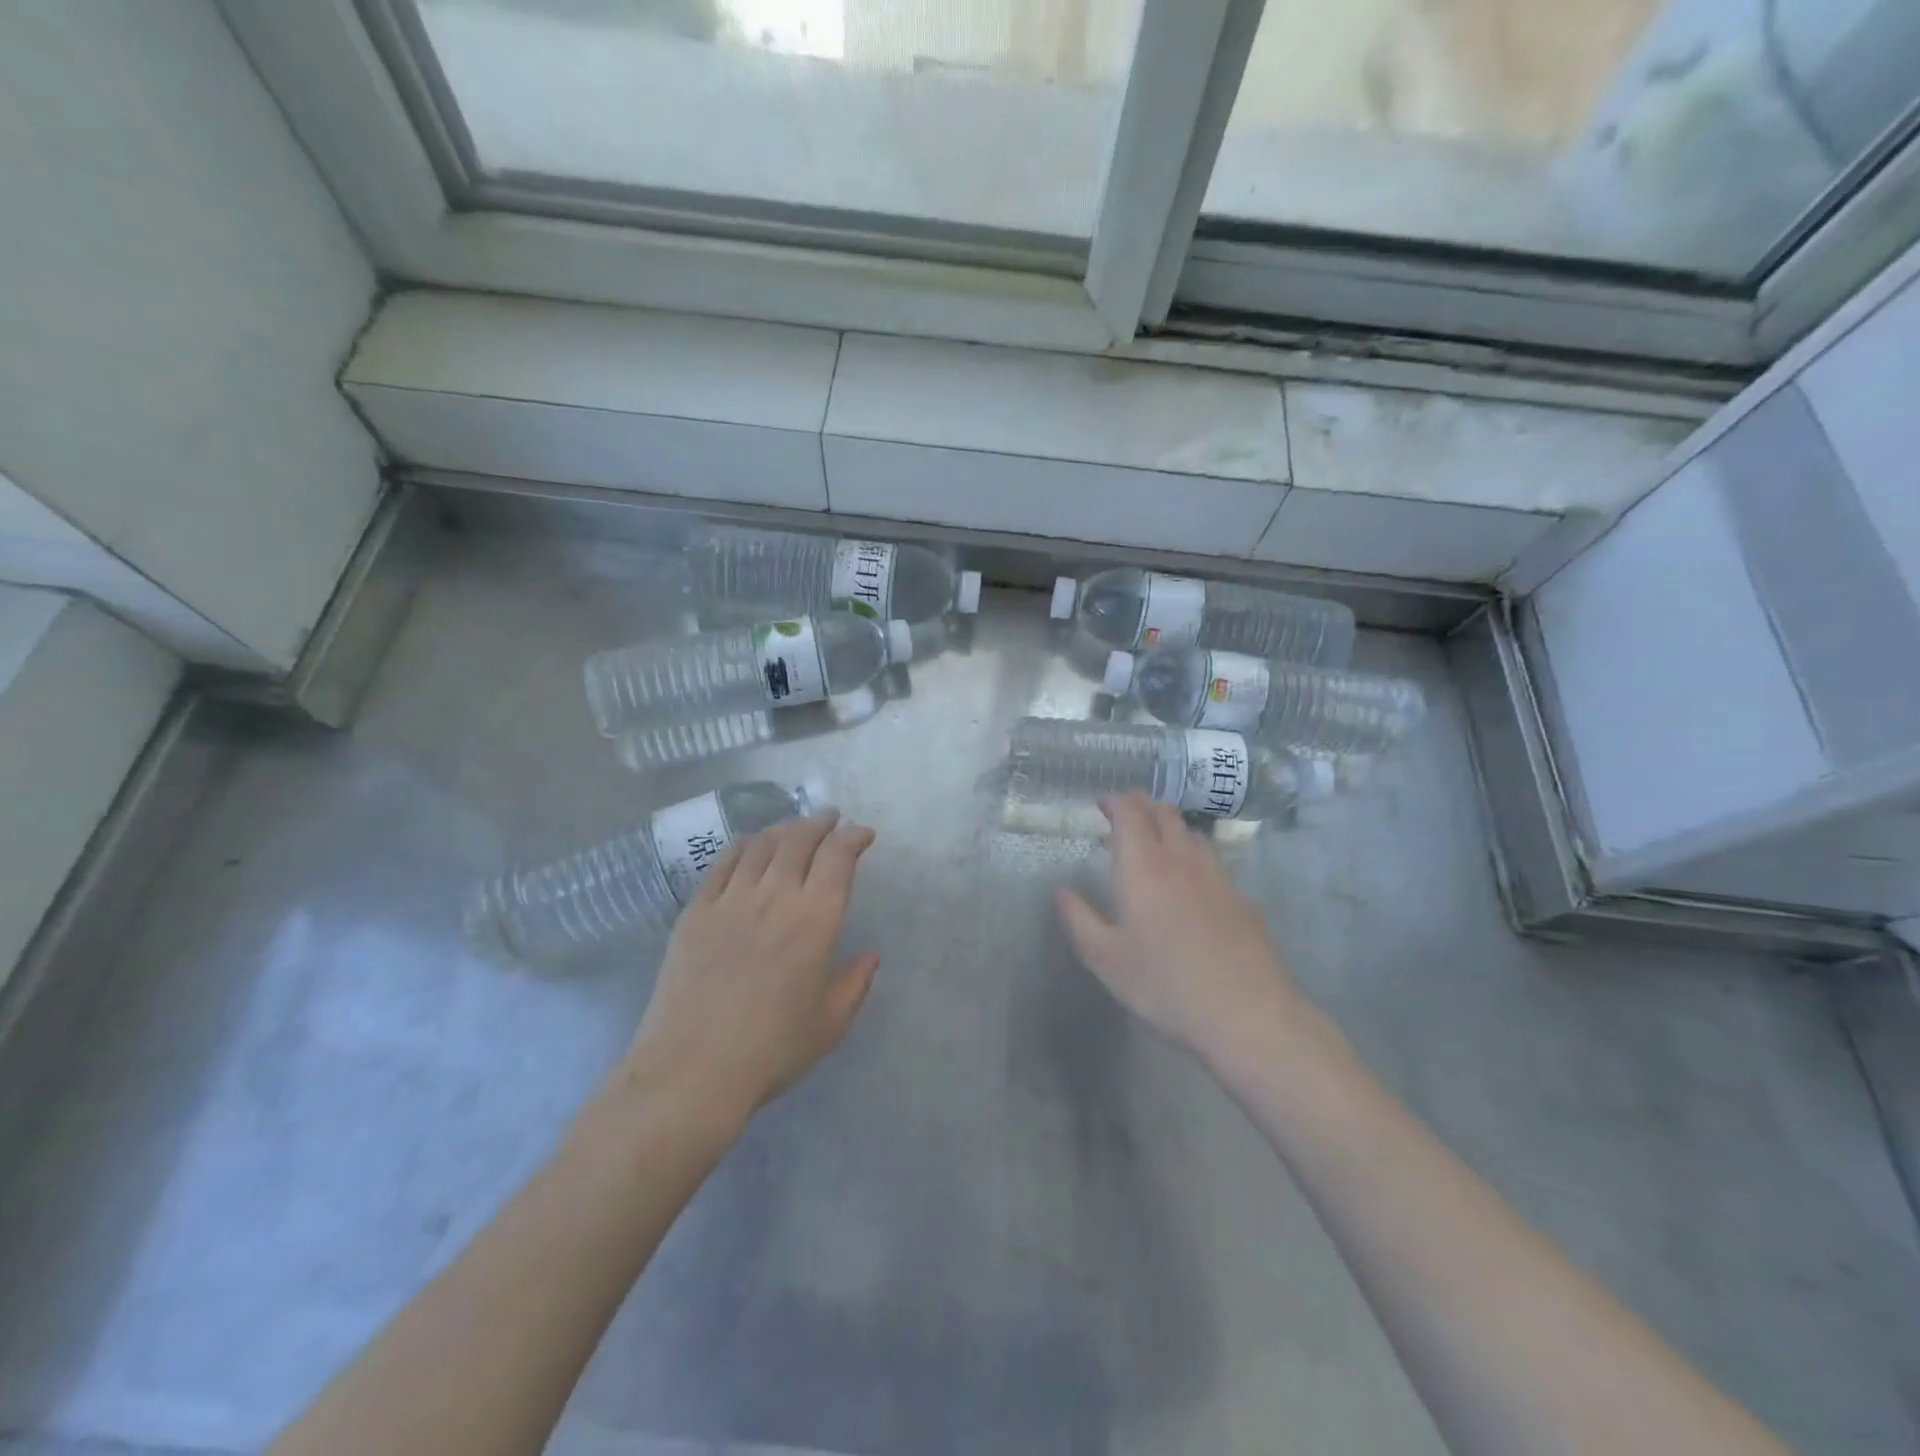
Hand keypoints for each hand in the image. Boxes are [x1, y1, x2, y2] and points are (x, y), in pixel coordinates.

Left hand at [622, 813, 879, 1126]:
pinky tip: (750, 846)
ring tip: (794, 829)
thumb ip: (856, 982)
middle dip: (820, 824)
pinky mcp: (696, 911)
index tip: (862, 835)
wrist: (693, 1069)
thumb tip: (871, 954)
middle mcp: (775, 896)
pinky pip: (723, 863)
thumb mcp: (830, 1023)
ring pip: (761, 845)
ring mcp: (731, 900)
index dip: (853, 837)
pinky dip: (743, 845)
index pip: (838, 857)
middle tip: (830, 820)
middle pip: (799, 840)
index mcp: (816, 919)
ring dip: (784, 829)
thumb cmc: (772, 1049)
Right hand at [1056, 795, 1305, 1066]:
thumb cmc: (1165, 984)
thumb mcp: (1106, 959)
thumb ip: (1079, 920)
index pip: (1131, 814)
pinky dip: (1193, 858)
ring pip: (1192, 835)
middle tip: (1125, 816)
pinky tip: (1190, 886)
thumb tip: (1063, 893)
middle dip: (1143, 806)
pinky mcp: (1242, 900)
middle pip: (1165, 815)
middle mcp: (1182, 861)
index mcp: (1144, 867)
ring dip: (1170, 829)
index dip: (1116, 802)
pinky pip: (1212, 863)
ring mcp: (1217, 878)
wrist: (1246, 1013)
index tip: (1103, 803)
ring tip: (1155, 845)